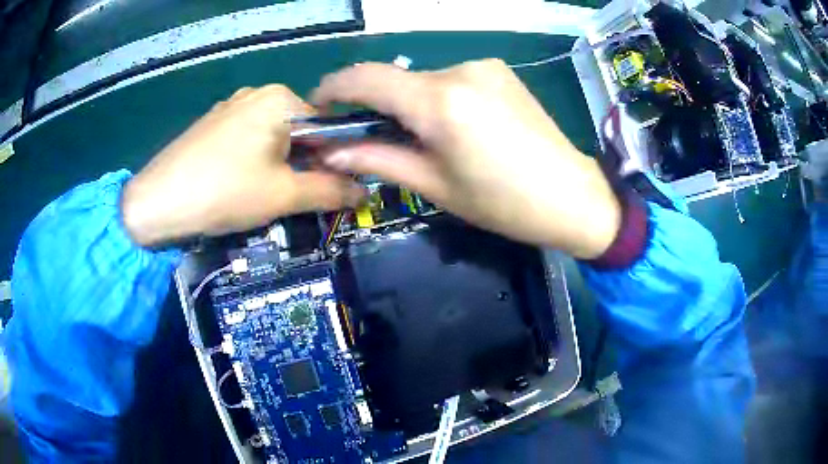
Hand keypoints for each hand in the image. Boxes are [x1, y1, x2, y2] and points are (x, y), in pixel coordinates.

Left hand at [122, 85, 364, 245]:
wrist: (158, 202)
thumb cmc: (225, 192)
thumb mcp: (284, 195)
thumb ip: (330, 191)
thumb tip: (366, 194)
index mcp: (281, 99)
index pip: (328, 128)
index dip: (333, 161)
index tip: (330, 191)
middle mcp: (258, 92)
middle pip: (300, 130)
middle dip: (304, 164)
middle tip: (292, 197)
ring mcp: (232, 105)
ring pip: (274, 136)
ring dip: (280, 164)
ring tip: (262, 194)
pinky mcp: (213, 122)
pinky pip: (248, 137)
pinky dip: (255, 159)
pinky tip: (238, 183)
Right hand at [312, 59, 620, 258]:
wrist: (571, 195)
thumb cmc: (502, 203)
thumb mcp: (434, 185)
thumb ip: (378, 159)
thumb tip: (332, 151)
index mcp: (440, 102)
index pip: (366, 78)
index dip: (334, 88)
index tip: (319, 105)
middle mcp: (459, 71)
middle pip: (396, 80)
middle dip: (375, 105)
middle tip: (371, 138)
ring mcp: (483, 66)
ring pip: (424, 81)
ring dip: (410, 104)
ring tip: (425, 140)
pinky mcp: (499, 71)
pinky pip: (452, 81)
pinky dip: (438, 99)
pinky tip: (456, 127)